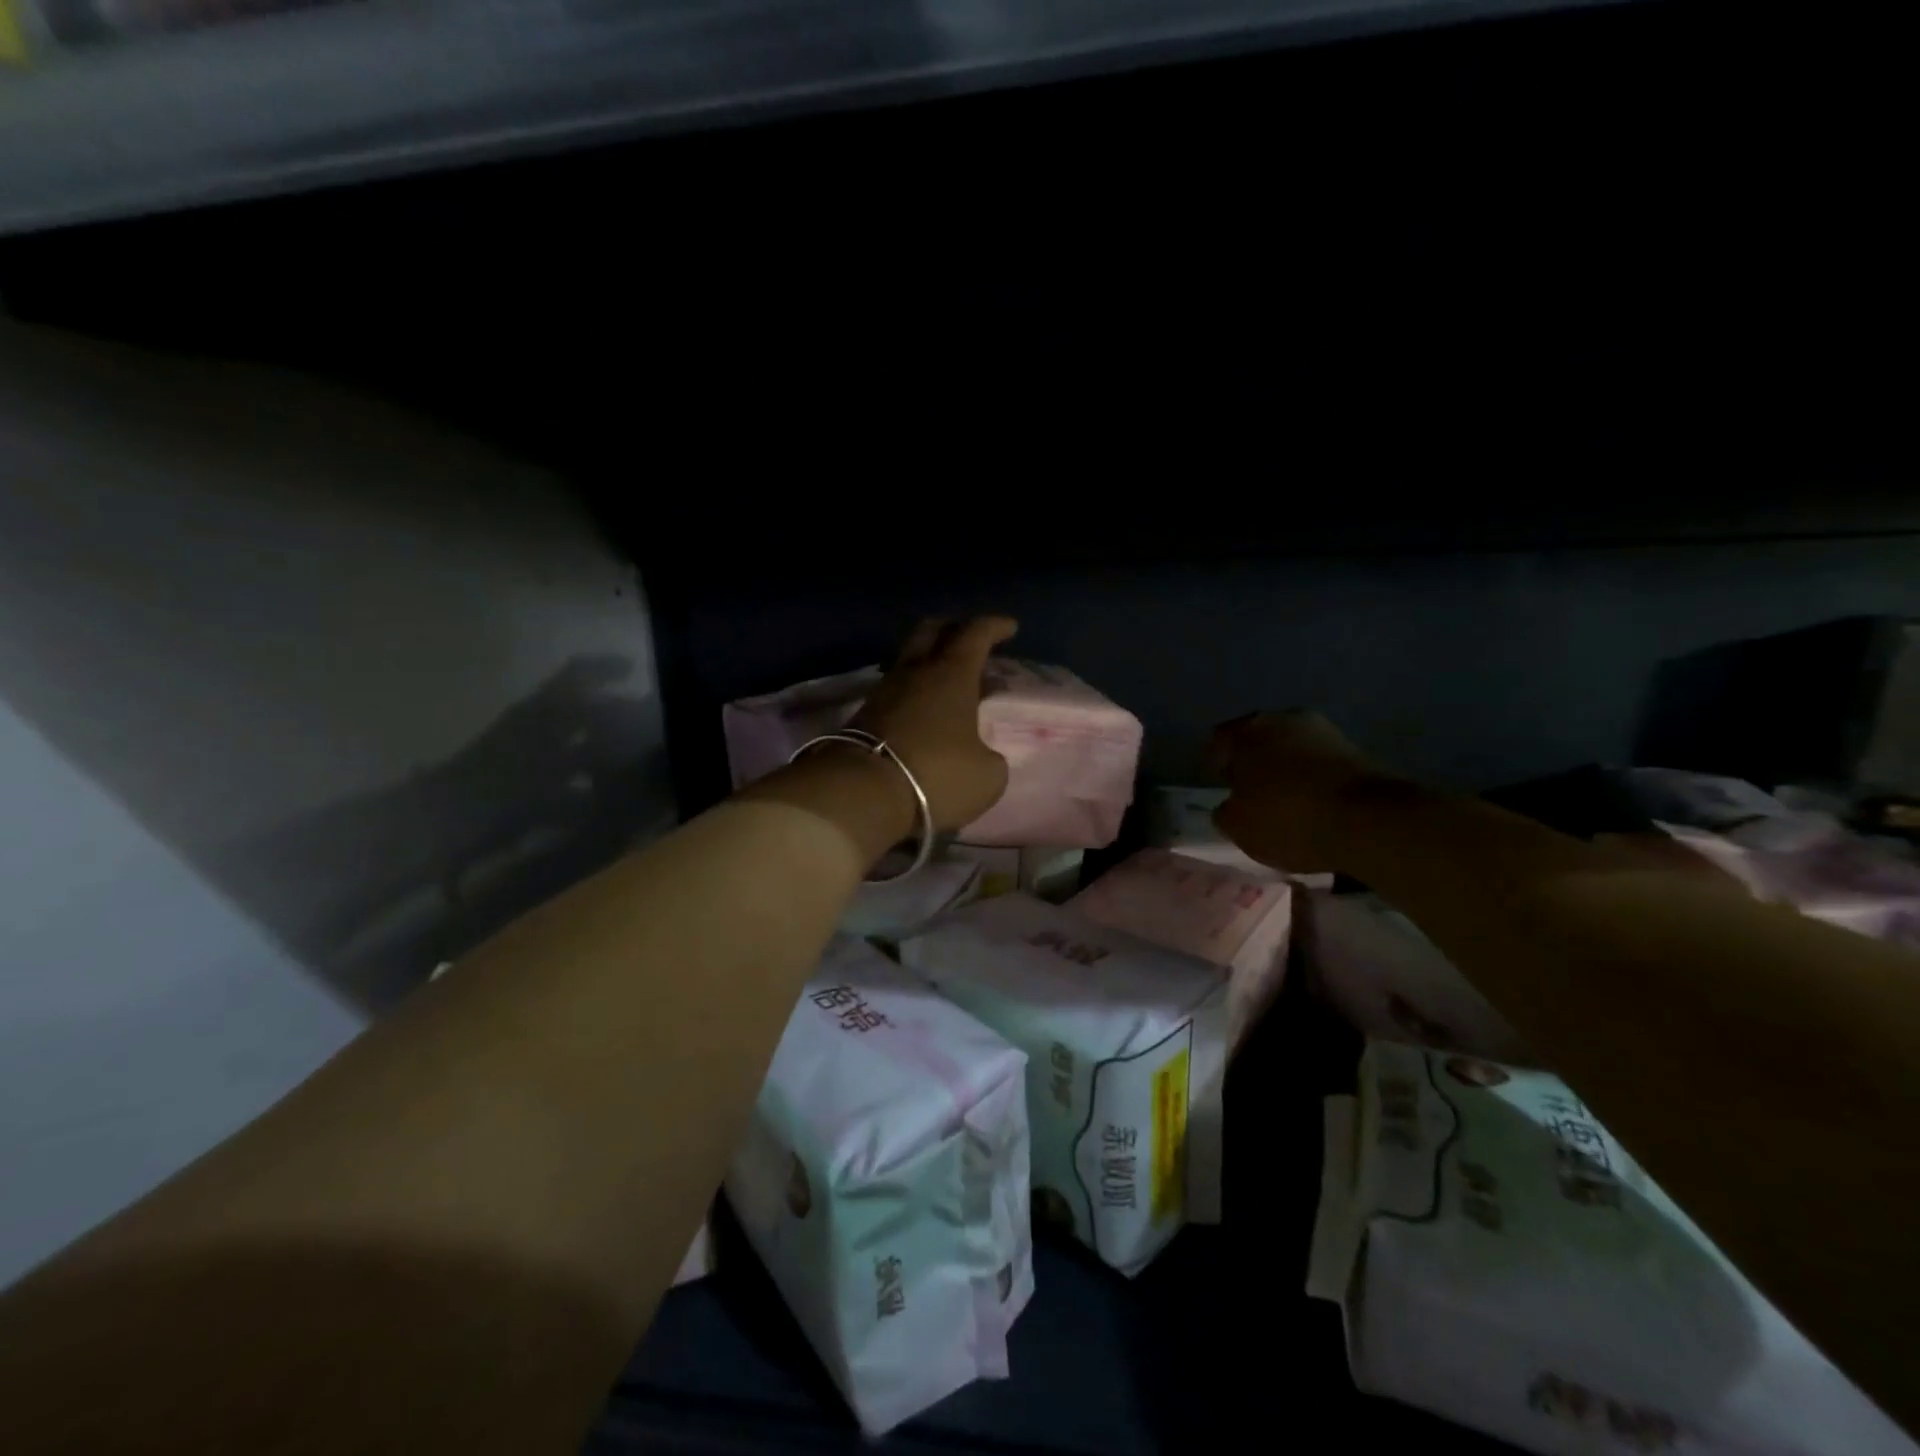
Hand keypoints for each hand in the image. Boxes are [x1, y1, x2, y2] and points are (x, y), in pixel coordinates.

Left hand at [853, 616, 1018, 831]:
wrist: (861, 793)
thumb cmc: (936, 775)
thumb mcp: (986, 776)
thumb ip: (990, 758)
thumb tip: (981, 756)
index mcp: (952, 674)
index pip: (975, 634)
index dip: (994, 626)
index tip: (1010, 627)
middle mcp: (916, 672)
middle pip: (931, 631)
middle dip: (953, 629)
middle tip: (971, 641)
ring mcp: (884, 692)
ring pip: (910, 661)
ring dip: (931, 664)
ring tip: (950, 683)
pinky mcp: (863, 715)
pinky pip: (895, 690)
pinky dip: (914, 692)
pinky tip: (924, 712)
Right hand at [1209, 711, 1397, 872]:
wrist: (1370, 821)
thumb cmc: (1288, 819)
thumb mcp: (1239, 827)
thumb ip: (1226, 811)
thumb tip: (1231, 804)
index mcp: (1246, 731)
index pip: (1219, 740)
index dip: (1215, 763)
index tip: (1220, 786)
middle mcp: (1283, 719)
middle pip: (1258, 739)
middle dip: (1253, 762)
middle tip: (1250, 791)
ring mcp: (1324, 730)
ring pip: (1291, 748)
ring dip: (1285, 768)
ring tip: (1285, 800)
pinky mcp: (1356, 749)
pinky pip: (1319, 762)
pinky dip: (1312, 778)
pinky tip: (1313, 803)